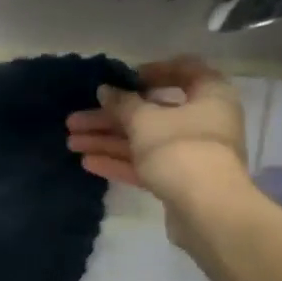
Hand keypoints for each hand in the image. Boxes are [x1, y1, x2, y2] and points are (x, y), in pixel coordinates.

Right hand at [65, 57, 246, 196]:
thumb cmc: (180, 149)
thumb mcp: (144, 120)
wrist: (208, 210)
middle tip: (75, 120)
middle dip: (110, 116)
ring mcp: (192, 153)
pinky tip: (88, 162)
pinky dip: (120, 161)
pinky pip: (147, 164)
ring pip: (144, 140)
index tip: (123, 80)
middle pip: (152, 111)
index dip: (152, 71)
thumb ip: (121, 103)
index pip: (184, 70)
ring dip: (108, 140)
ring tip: (72, 142)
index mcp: (209, 94)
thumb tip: (105, 90)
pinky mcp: (180, 180)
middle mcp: (204, 120)